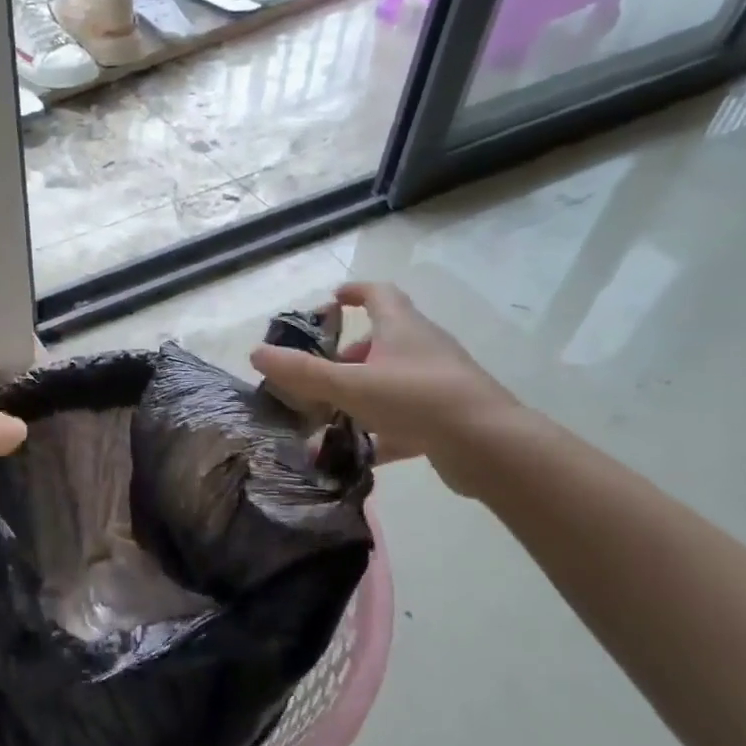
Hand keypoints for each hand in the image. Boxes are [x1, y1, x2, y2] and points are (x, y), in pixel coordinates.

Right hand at [250, 282, 519, 493]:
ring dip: (362, 392)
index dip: (355, 293)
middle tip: (321, 372)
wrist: (489, 446)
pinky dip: (380, 430)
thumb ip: (302, 372)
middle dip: (350, 353)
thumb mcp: (350, 385)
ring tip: (332, 415)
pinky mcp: (447, 417)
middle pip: (384, 339)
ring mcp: (439, 382)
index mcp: (402, 328)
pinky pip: (406, 416)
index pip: (379, 294)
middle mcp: (423, 348)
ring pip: (393, 379)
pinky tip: (358, 453)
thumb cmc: (416, 399)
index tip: (332, 300)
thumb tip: (256, 352)